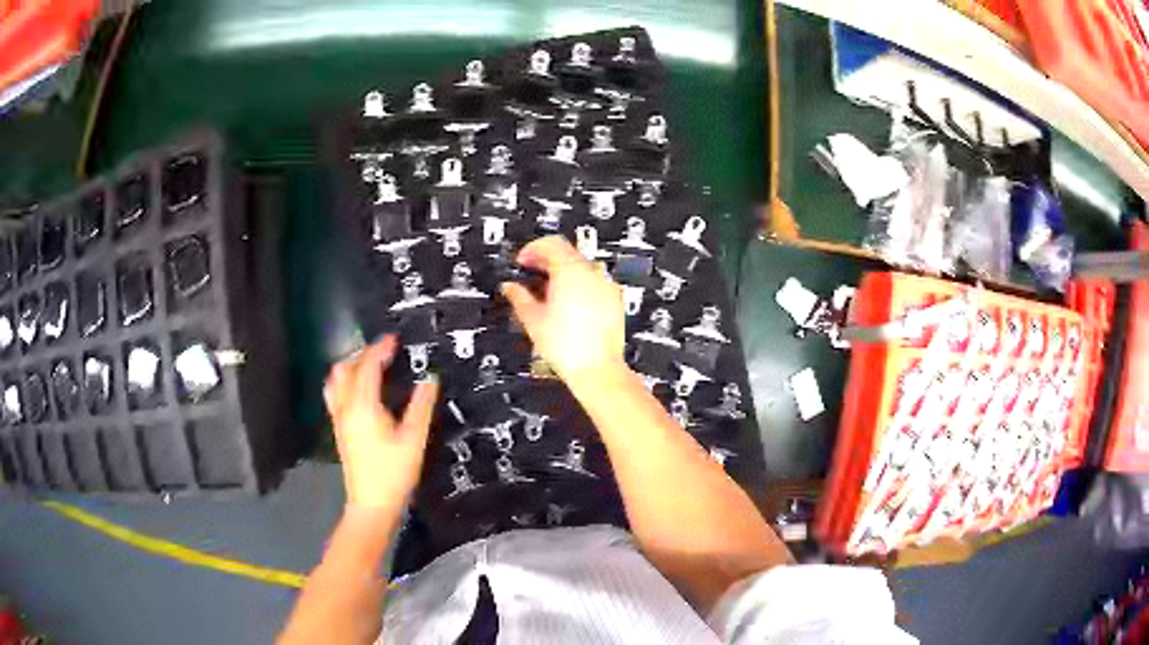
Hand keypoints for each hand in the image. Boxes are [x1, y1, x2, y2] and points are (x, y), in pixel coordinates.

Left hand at [323, 336, 439, 507]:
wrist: (372, 504)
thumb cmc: (394, 473)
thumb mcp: (414, 439)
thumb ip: (421, 406)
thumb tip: (430, 380)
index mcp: (363, 405)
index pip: (368, 366)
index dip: (381, 349)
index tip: (395, 339)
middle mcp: (346, 407)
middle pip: (347, 367)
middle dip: (364, 353)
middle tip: (386, 352)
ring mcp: (339, 418)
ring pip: (337, 379)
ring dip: (352, 365)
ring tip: (371, 366)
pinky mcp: (339, 428)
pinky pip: (335, 393)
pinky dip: (346, 381)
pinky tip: (360, 390)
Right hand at [501, 236, 626, 383]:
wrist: (598, 369)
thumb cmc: (566, 347)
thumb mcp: (533, 320)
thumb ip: (519, 297)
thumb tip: (510, 287)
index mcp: (570, 272)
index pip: (551, 243)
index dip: (533, 249)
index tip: (522, 261)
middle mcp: (591, 274)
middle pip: (567, 253)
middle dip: (546, 259)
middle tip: (531, 273)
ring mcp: (606, 286)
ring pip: (581, 267)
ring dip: (563, 271)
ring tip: (547, 290)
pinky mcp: (614, 300)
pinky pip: (594, 282)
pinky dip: (579, 284)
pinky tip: (567, 303)